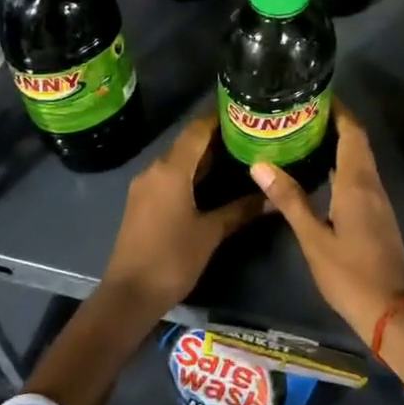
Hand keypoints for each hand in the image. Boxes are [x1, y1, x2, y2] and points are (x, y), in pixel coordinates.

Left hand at [101, 115, 262, 316]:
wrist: (129, 294)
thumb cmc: (172, 259)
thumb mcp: (211, 233)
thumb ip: (241, 210)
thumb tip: (273, 197)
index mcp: (171, 170)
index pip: (197, 130)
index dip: (218, 117)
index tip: (243, 109)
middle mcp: (155, 169)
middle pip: (187, 142)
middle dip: (216, 136)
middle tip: (249, 133)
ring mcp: (145, 186)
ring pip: (178, 159)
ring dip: (204, 155)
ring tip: (238, 152)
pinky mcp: (143, 201)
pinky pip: (170, 175)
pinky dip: (191, 171)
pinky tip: (213, 179)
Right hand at [249, 103, 403, 344]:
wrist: (391, 311)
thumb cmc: (350, 274)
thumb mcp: (313, 238)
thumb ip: (289, 199)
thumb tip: (260, 164)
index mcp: (357, 183)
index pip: (352, 132)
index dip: (338, 109)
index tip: (314, 94)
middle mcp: (371, 184)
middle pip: (357, 141)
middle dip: (335, 121)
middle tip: (302, 112)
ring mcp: (378, 200)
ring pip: (360, 159)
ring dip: (339, 142)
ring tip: (306, 134)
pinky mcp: (377, 215)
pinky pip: (360, 176)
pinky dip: (343, 163)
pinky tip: (321, 172)